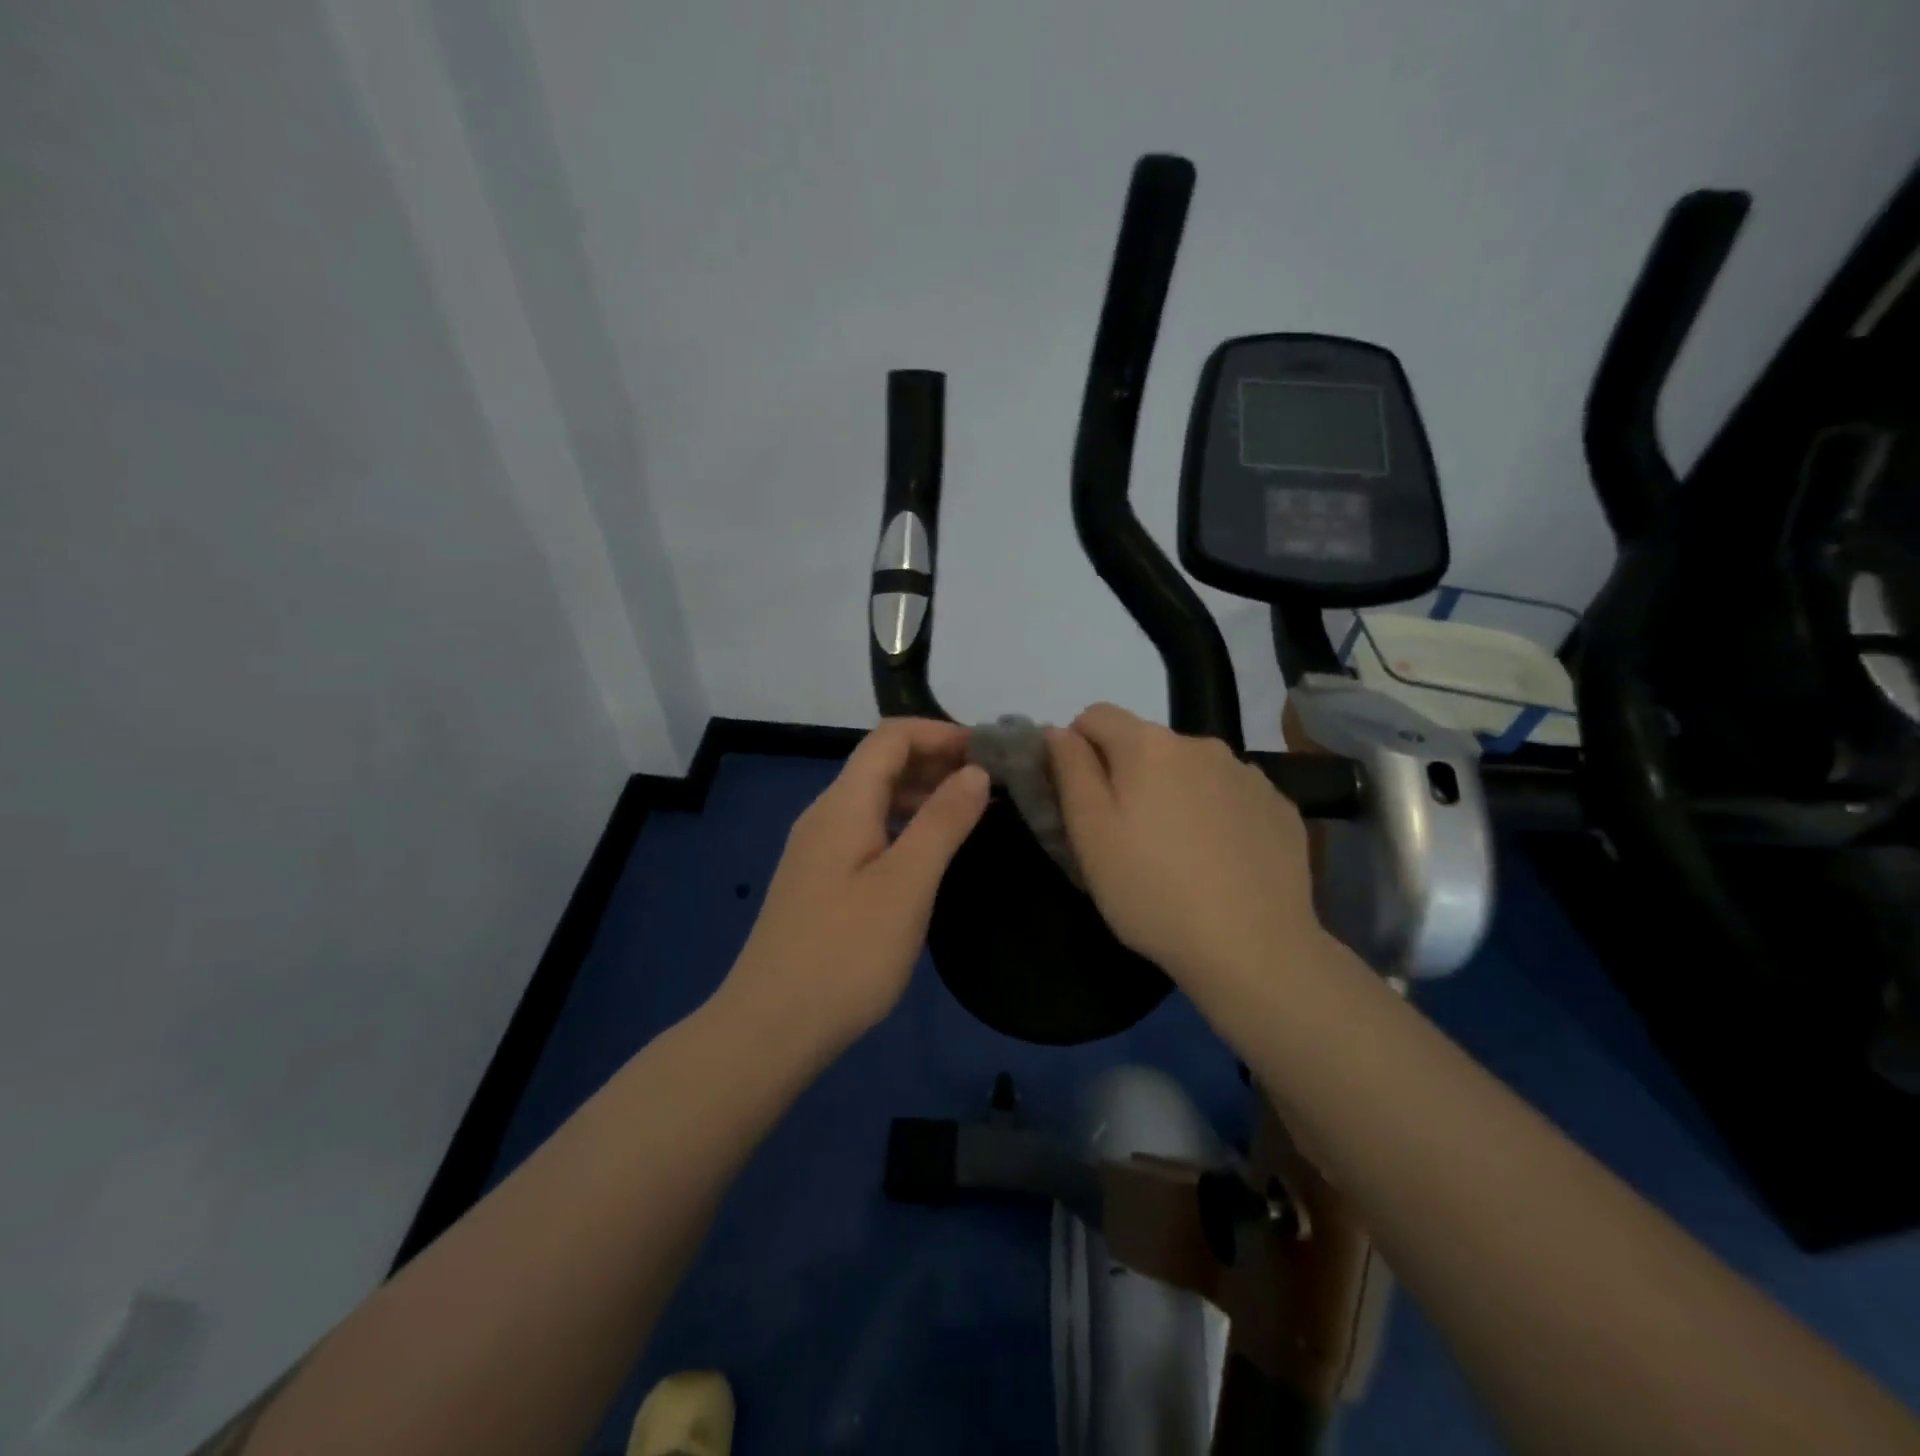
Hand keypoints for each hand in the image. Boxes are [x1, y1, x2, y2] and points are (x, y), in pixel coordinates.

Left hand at [720, 718, 989, 1051]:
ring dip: (921, 793)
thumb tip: (974, 771)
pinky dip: (903, 825)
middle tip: (991, 783)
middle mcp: (825, 815)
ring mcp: (817, 850)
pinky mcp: (818, 882)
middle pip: (880, 763)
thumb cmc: (846, 952)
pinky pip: (866, 831)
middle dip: (935, 760)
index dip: (941, 732)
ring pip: (873, 799)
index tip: (989, 752)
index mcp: (843, 804)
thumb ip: (942, 822)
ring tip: (970, 813)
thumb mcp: (907, 884)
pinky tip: (928, 854)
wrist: (770, 1027)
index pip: (891, 737)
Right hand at [1048, 703, 1322, 992]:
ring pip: (1190, 770)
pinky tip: (1220, 861)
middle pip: (1146, 744)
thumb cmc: (1152, 891)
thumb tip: (1059, 731)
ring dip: (1174, 793)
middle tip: (1126, 836)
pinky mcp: (1279, 806)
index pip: (1096, 716)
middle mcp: (1201, 744)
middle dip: (1128, 775)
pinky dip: (1216, 814)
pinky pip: (1231, 795)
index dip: (1078, 749)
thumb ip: (1071, 771)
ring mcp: (1247, 774)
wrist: (1253, 948)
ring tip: (1177, 852)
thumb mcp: (1090, 834)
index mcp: (1148, 745)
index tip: (1083, 799)